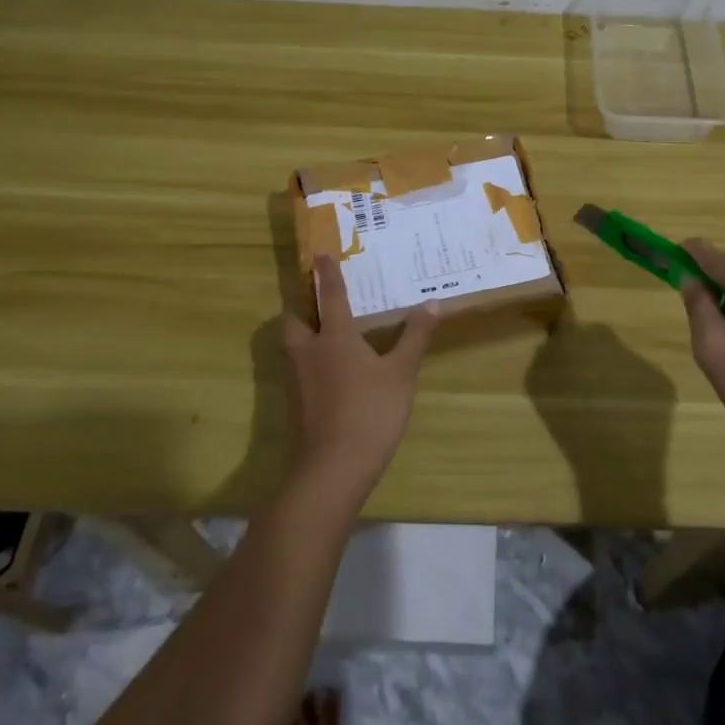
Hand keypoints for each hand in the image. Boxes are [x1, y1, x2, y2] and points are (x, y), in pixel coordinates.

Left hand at [281, 257, 438, 498]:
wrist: (331, 470)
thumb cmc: (369, 412)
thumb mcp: (401, 374)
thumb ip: (414, 337)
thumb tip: (432, 303)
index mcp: (334, 337)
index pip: (329, 296)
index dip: (325, 274)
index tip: (320, 254)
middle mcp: (309, 352)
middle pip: (294, 318)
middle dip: (300, 302)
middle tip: (315, 295)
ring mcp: (297, 380)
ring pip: (292, 344)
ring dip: (302, 329)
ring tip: (322, 326)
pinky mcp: (296, 405)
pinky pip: (298, 367)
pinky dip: (308, 357)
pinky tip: (328, 368)